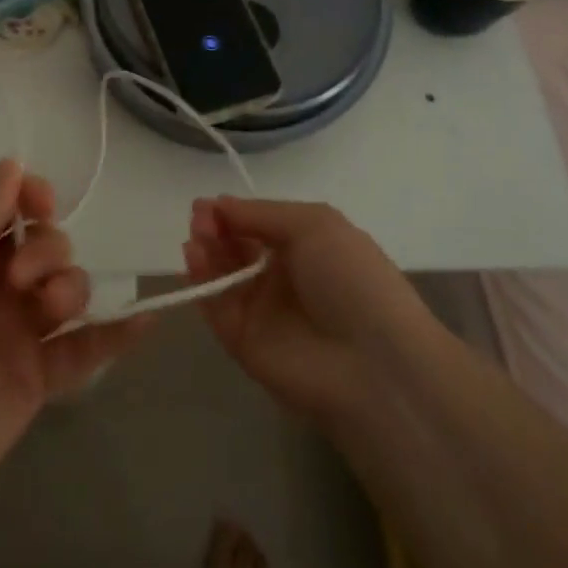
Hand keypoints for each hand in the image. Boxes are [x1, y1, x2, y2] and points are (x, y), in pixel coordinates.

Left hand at [0, 160, 147, 536]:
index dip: (31, 197)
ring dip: (71, 287)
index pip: (8, 207)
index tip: (41, 204)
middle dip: (47, 248)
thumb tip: (12, 163)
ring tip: (50, 313)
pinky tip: (145, 320)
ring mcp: (13, 334)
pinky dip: (115, 334)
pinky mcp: (34, 381)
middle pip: (45, 243)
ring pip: (67, 289)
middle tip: (20, 281)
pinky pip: (84, 350)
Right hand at [184, 197, 432, 420]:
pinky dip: (202, 283)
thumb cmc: (351, 279)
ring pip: (222, 275)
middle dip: (215, 228)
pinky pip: (217, 307)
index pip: (257, 225)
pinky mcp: (244, 344)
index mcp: (306, 247)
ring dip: (205, 250)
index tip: (207, 204)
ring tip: (196, 235)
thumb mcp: (314, 224)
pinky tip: (194, 257)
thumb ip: (261, 213)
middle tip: (199, 218)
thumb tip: (218, 204)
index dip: (232, 213)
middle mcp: (282, 277)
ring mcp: (262, 312)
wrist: (373, 363)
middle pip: (236, 247)